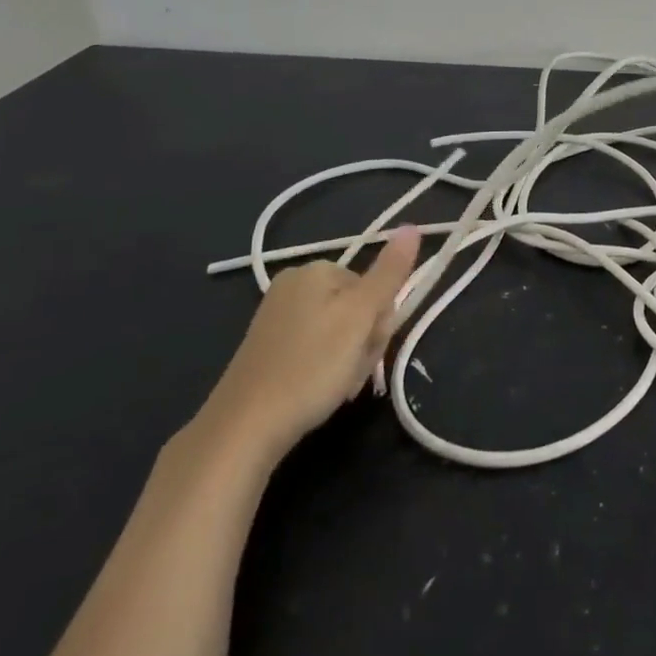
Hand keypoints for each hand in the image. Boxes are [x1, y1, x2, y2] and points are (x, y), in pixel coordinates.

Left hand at [197, 228, 421, 459]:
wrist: (243, 429)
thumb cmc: (310, 367)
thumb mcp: (360, 317)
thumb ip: (389, 272)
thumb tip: (412, 226)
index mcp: (316, 269)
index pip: (374, 286)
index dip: (380, 321)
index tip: (368, 349)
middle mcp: (293, 283)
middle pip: (356, 307)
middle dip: (363, 342)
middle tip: (351, 372)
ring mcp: (277, 315)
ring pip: (338, 331)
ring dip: (347, 360)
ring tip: (335, 386)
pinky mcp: (267, 347)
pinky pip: (314, 348)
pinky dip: (323, 369)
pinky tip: (316, 391)